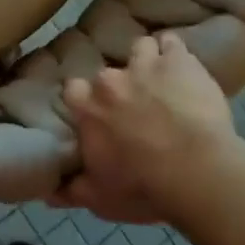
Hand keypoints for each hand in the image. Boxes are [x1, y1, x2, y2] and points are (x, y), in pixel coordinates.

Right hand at [52, 33, 244, 225]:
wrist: (198, 173)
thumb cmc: (144, 189)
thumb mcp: (100, 200)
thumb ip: (71, 190)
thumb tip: (45, 191)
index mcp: (88, 108)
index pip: (73, 90)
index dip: (85, 100)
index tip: (97, 114)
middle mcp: (110, 80)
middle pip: (108, 74)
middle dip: (118, 87)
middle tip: (136, 107)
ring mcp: (144, 65)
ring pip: (140, 48)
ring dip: (147, 61)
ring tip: (160, 79)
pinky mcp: (178, 61)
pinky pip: (172, 44)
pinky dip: (174, 53)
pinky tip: (183, 67)